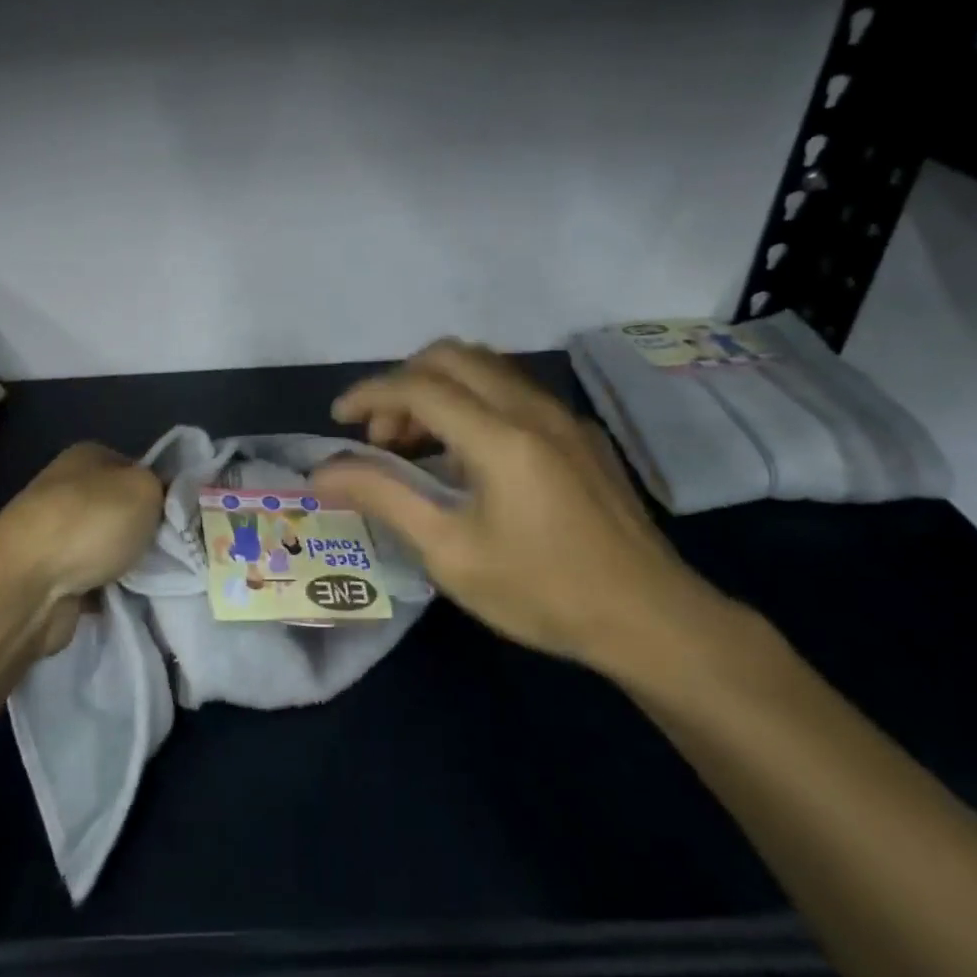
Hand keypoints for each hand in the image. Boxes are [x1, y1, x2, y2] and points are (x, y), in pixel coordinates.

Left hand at [0, 442, 162, 654]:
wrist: (25, 586)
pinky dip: (109, 589)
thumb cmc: (89, 523)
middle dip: (147, 531)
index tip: (183, 517)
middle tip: (174, 549)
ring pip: (109, 545)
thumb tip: (165, 498)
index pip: (138, 467)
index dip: (162, 490)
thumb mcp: (145, 489)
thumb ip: (164, 488)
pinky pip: (94, 578)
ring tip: (156, 577)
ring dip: (128, 563)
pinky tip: (128, 597)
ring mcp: (55, 533)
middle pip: (123, 508)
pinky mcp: (50, 575)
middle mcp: (68, 488)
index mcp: (87, 456)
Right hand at [313, 339, 737, 674]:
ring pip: (484, 367)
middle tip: (381, 435)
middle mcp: (531, 409)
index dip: (368, 394)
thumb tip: (323, 472)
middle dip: (402, 383)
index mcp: (500, 436)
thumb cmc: (542, 592)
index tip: (337, 420)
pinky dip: (472, 401)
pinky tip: (468, 457)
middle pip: (451, 356)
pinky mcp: (580, 433)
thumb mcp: (450, 554)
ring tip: (417, 444)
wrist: (653, 620)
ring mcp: (562, 417)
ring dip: (438, 389)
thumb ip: (384, 499)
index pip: (417, 386)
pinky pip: (512, 390)